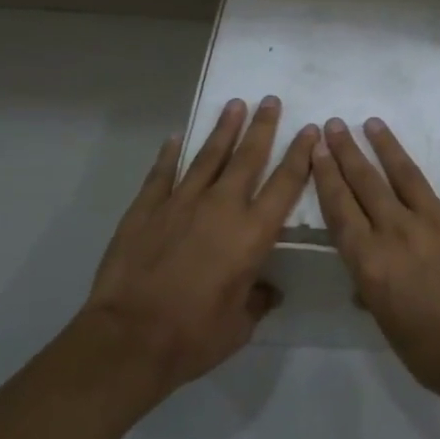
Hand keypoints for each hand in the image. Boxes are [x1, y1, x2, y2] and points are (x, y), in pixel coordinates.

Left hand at [78, 96, 316, 396]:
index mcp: (252, 234)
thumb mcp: (239, 326)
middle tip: (271, 100)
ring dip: (223, 129)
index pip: (285, 184)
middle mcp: (221, 207)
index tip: (310, 130)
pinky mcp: (146, 208)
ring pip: (208, 156)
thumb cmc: (193, 336)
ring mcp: (181, 202)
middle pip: (248, 157)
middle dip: (263, 127)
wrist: (130, 338)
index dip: (300, 155)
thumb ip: (256, 300)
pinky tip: (174, 139)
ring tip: (235, 105)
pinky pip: (162, 173)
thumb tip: (266, 291)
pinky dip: (169, 155)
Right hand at [312, 117, 439, 412]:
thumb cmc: (437, 354)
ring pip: (407, 174)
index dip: (326, 177)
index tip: (316, 150)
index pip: (340, 210)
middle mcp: (398, 231)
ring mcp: (439, 220)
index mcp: (372, 261)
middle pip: (366, 184)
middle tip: (335, 124)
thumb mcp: (390, 329)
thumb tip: (363, 280)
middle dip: (347, 152)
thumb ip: (374, 295)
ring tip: (374, 123)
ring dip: (388, 146)